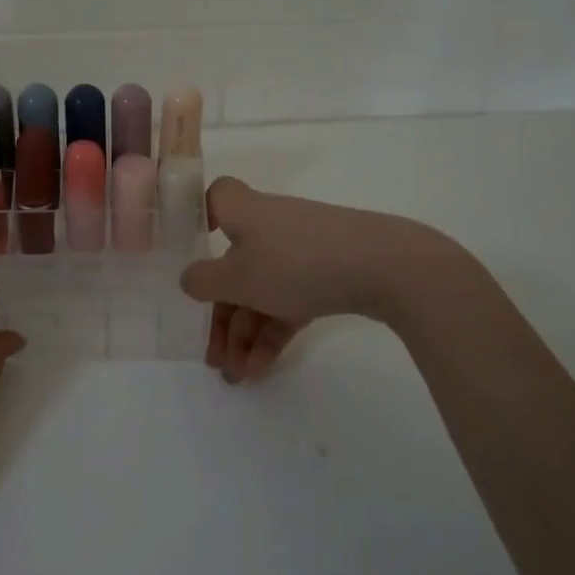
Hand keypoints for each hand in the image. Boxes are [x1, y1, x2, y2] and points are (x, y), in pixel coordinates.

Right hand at [180, 177, 467, 381]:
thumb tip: (189, 278)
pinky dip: (273, 333)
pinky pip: (289, 302)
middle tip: (212, 357)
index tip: (190, 249)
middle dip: (221, 315)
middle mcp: (270, 227)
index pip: (216, 198)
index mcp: (244, 213)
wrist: (385, 267)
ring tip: (238, 376)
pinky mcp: (327, 275)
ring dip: (245, 334)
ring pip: (261, 290)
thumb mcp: (238, 277)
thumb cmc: (297, 263)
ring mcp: (301, 251)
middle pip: (233, 265)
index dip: (199, 217)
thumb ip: (204, 281)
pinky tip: (262, 369)